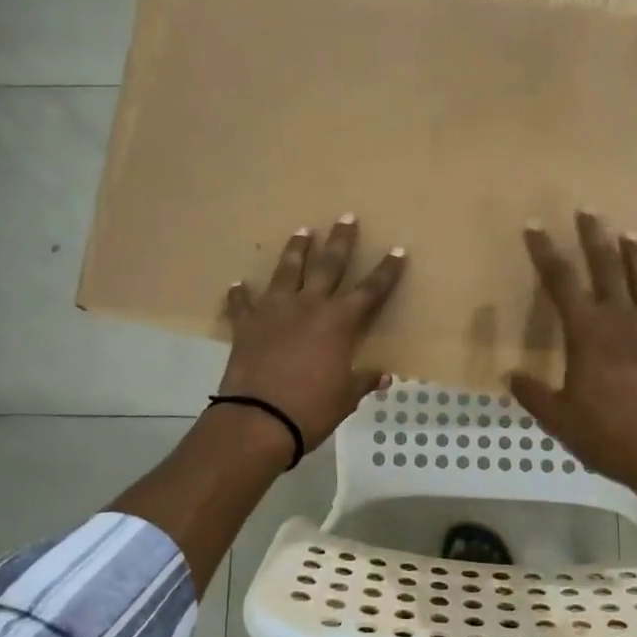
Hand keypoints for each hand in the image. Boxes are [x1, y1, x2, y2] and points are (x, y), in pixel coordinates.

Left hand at [218, 216, 406, 452]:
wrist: (259, 419)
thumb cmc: (312, 409)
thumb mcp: (346, 397)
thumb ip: (363, 380)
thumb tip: (383, 376)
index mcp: (339, 322)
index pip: (370, 290)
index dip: (386, 271)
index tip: (398, 250)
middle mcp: (308, 306)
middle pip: (328, 265)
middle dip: (341, 241)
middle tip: (346, 217)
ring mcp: (274, 311)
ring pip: (287, 271)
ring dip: (296, 250)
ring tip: (302, 232)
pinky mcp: (246, 325)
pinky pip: (243, 304)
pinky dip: (240, 295)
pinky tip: (238, 285)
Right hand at [507, 212, 636, 500]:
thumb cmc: (608, 434)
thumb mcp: (558, 418)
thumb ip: (533, 393)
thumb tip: (510, 375)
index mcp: (587, 333)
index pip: (560, 281)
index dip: (545, 252)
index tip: (534, 226)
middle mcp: (620, 323)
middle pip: (606, 269)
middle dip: (594, 239)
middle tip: (588, 211)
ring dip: (636, 259)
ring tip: (631, 235)